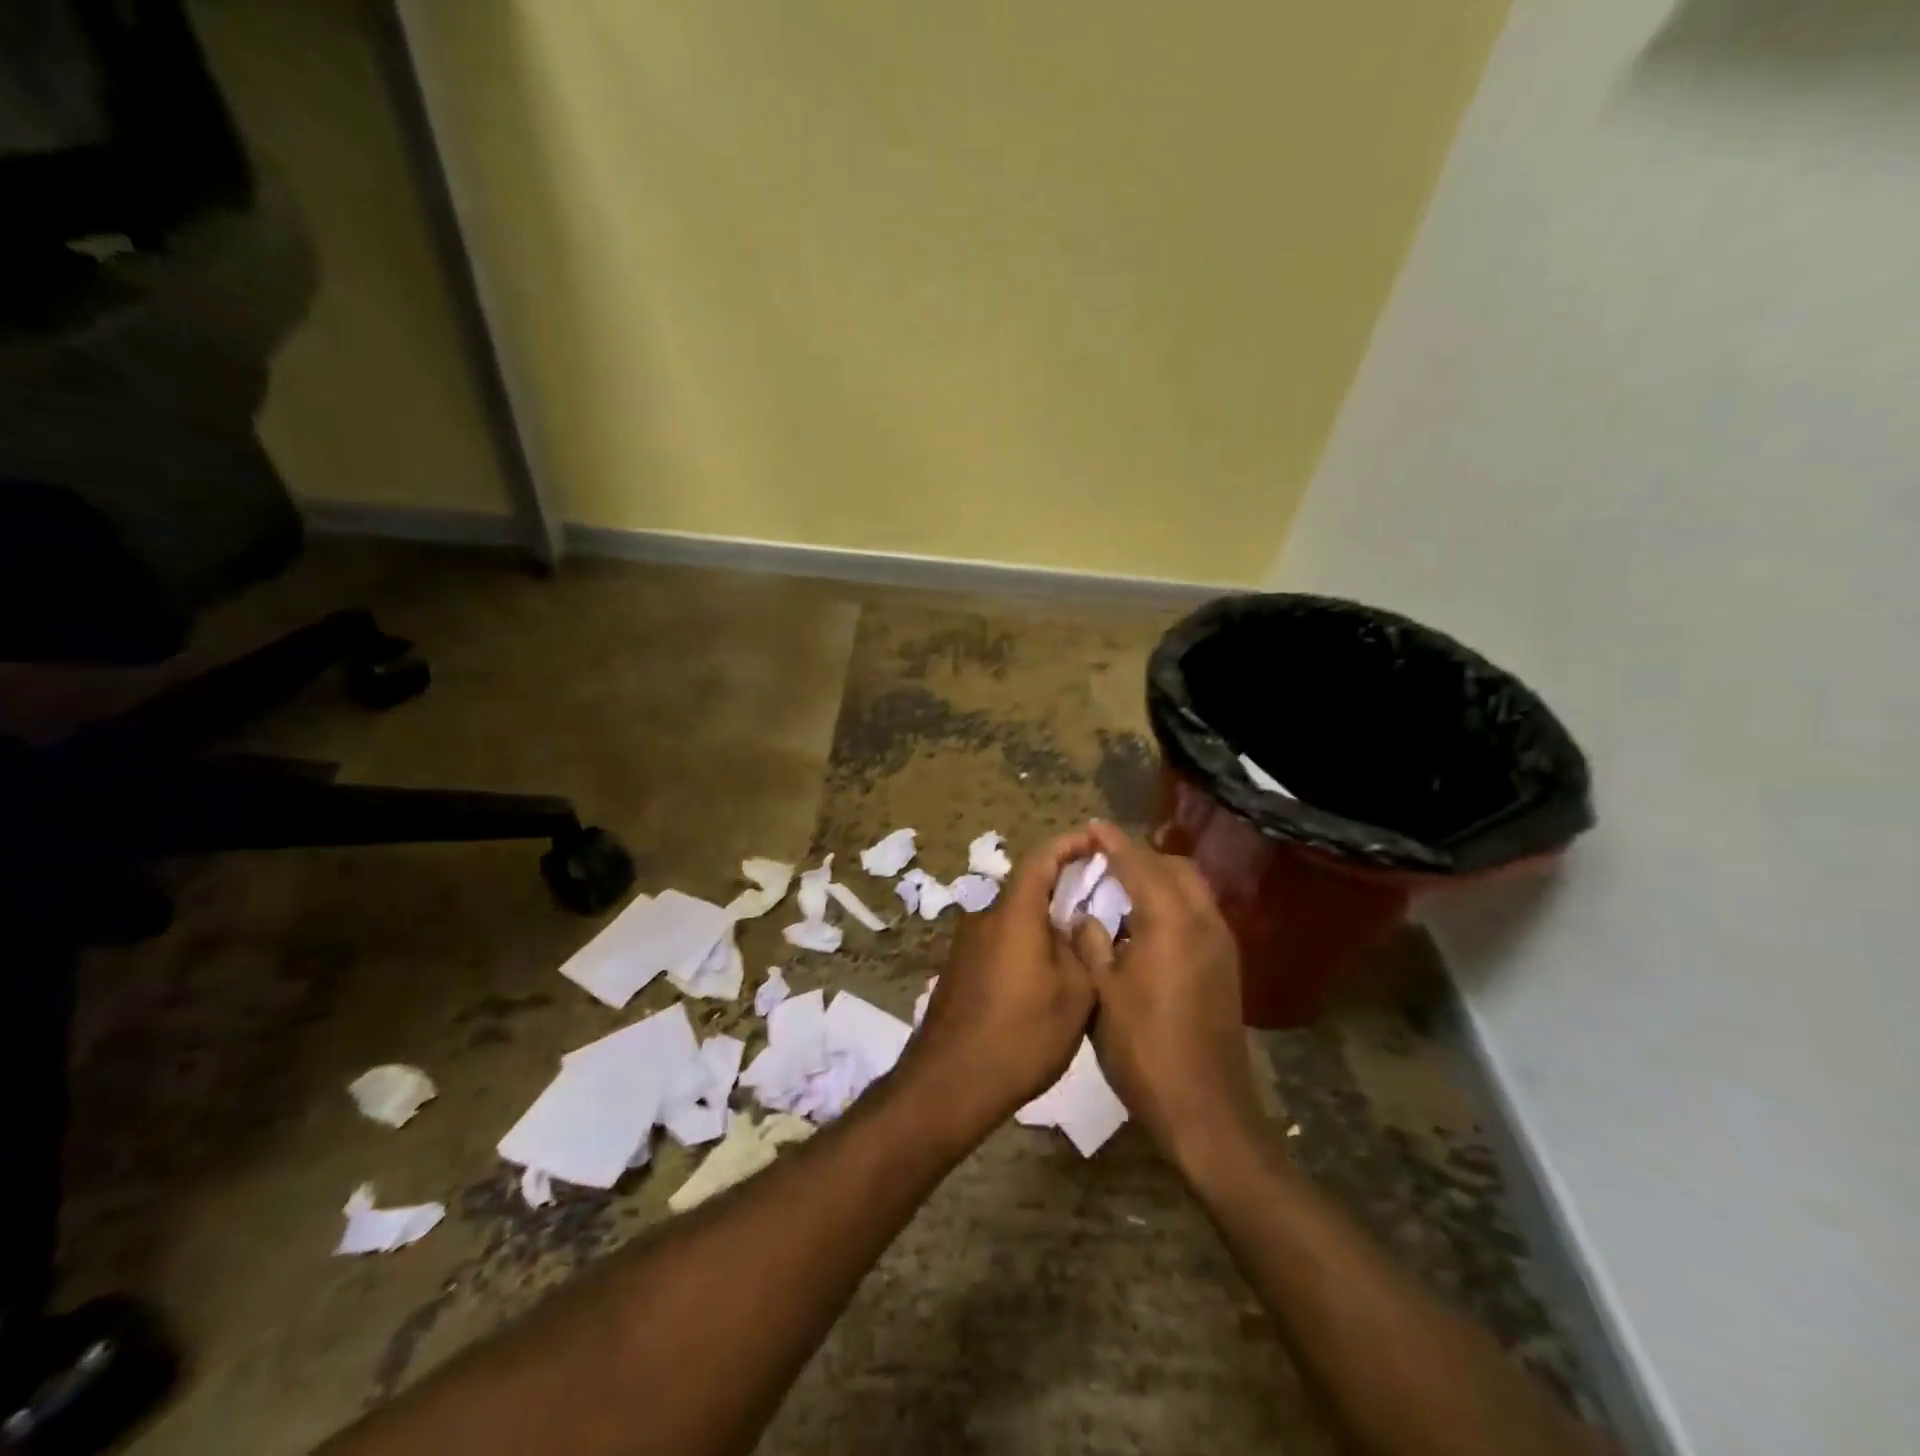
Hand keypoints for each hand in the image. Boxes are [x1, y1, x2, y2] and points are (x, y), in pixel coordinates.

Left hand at [898, 830, 1098, 1143]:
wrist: (949, 1083)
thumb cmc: (1020, 1035)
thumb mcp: (1075, 995)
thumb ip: (1082, 948)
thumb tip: (1079, 924)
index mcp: (1014, 913)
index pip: (1041, 858)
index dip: (1069, 844)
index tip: (1095, 841)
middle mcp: (985, 917)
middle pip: (1027, 887)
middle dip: (1062, 886)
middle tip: (1098, 898)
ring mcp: (967, 944)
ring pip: (1015, 917)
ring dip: (1045, 920)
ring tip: (1079, 942)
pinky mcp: (960, 968)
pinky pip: (1001, 940)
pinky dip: (1027, 943)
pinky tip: (1046, 974)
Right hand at [1066, 821, 1263, 1173]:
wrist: (1205, 1110)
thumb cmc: (1143, 1049)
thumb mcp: (1103, 993)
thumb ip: (1092, 942)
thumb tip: (1085, 915)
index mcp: (1170, 921)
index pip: (1139, 865)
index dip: (1113, 843)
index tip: (1092, 826)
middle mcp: (1203, 922)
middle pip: (1175, 868)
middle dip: (1141, 856)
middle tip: (1104, 861)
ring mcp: (1221, 945)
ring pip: (1192, 889)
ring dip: (1159, 878)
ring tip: (1122, 887)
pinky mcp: (1226, 967)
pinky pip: (1199, 913)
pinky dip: (1173, 902)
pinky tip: (1146, 925)